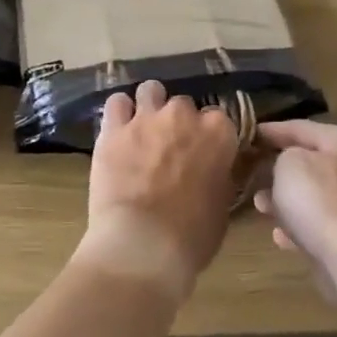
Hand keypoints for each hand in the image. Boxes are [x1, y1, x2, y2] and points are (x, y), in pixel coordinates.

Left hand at [77, 81, 239, 302]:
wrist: (141, 245)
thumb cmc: (191, 236)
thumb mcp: (223, 205)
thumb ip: (221, 175)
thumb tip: (217, 169)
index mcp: (218, 133)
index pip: (219, 119)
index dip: (209, 136)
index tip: (204, 152)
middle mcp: (184, 116)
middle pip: (184, 105)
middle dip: (179, 122)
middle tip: (172, 148)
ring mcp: (146, 118)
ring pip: (151, 91)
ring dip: (150, 106)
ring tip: (145, 129)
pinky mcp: (113, 129)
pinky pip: (117, 103)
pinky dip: (120, 113)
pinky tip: (119, 130)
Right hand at [252, 121, 336, 299]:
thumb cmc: (318, 198)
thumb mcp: (289, 162)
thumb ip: (282, 154)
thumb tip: (285, 164)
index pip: (301, 127)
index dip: (271, 130)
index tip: (246, 135)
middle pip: (311, 161)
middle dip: (279, 168)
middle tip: (252, 171)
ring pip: (314, 194)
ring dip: (286, 198)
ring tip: (260, 205)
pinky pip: (320, 223)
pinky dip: (300, 225)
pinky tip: (279, 235)